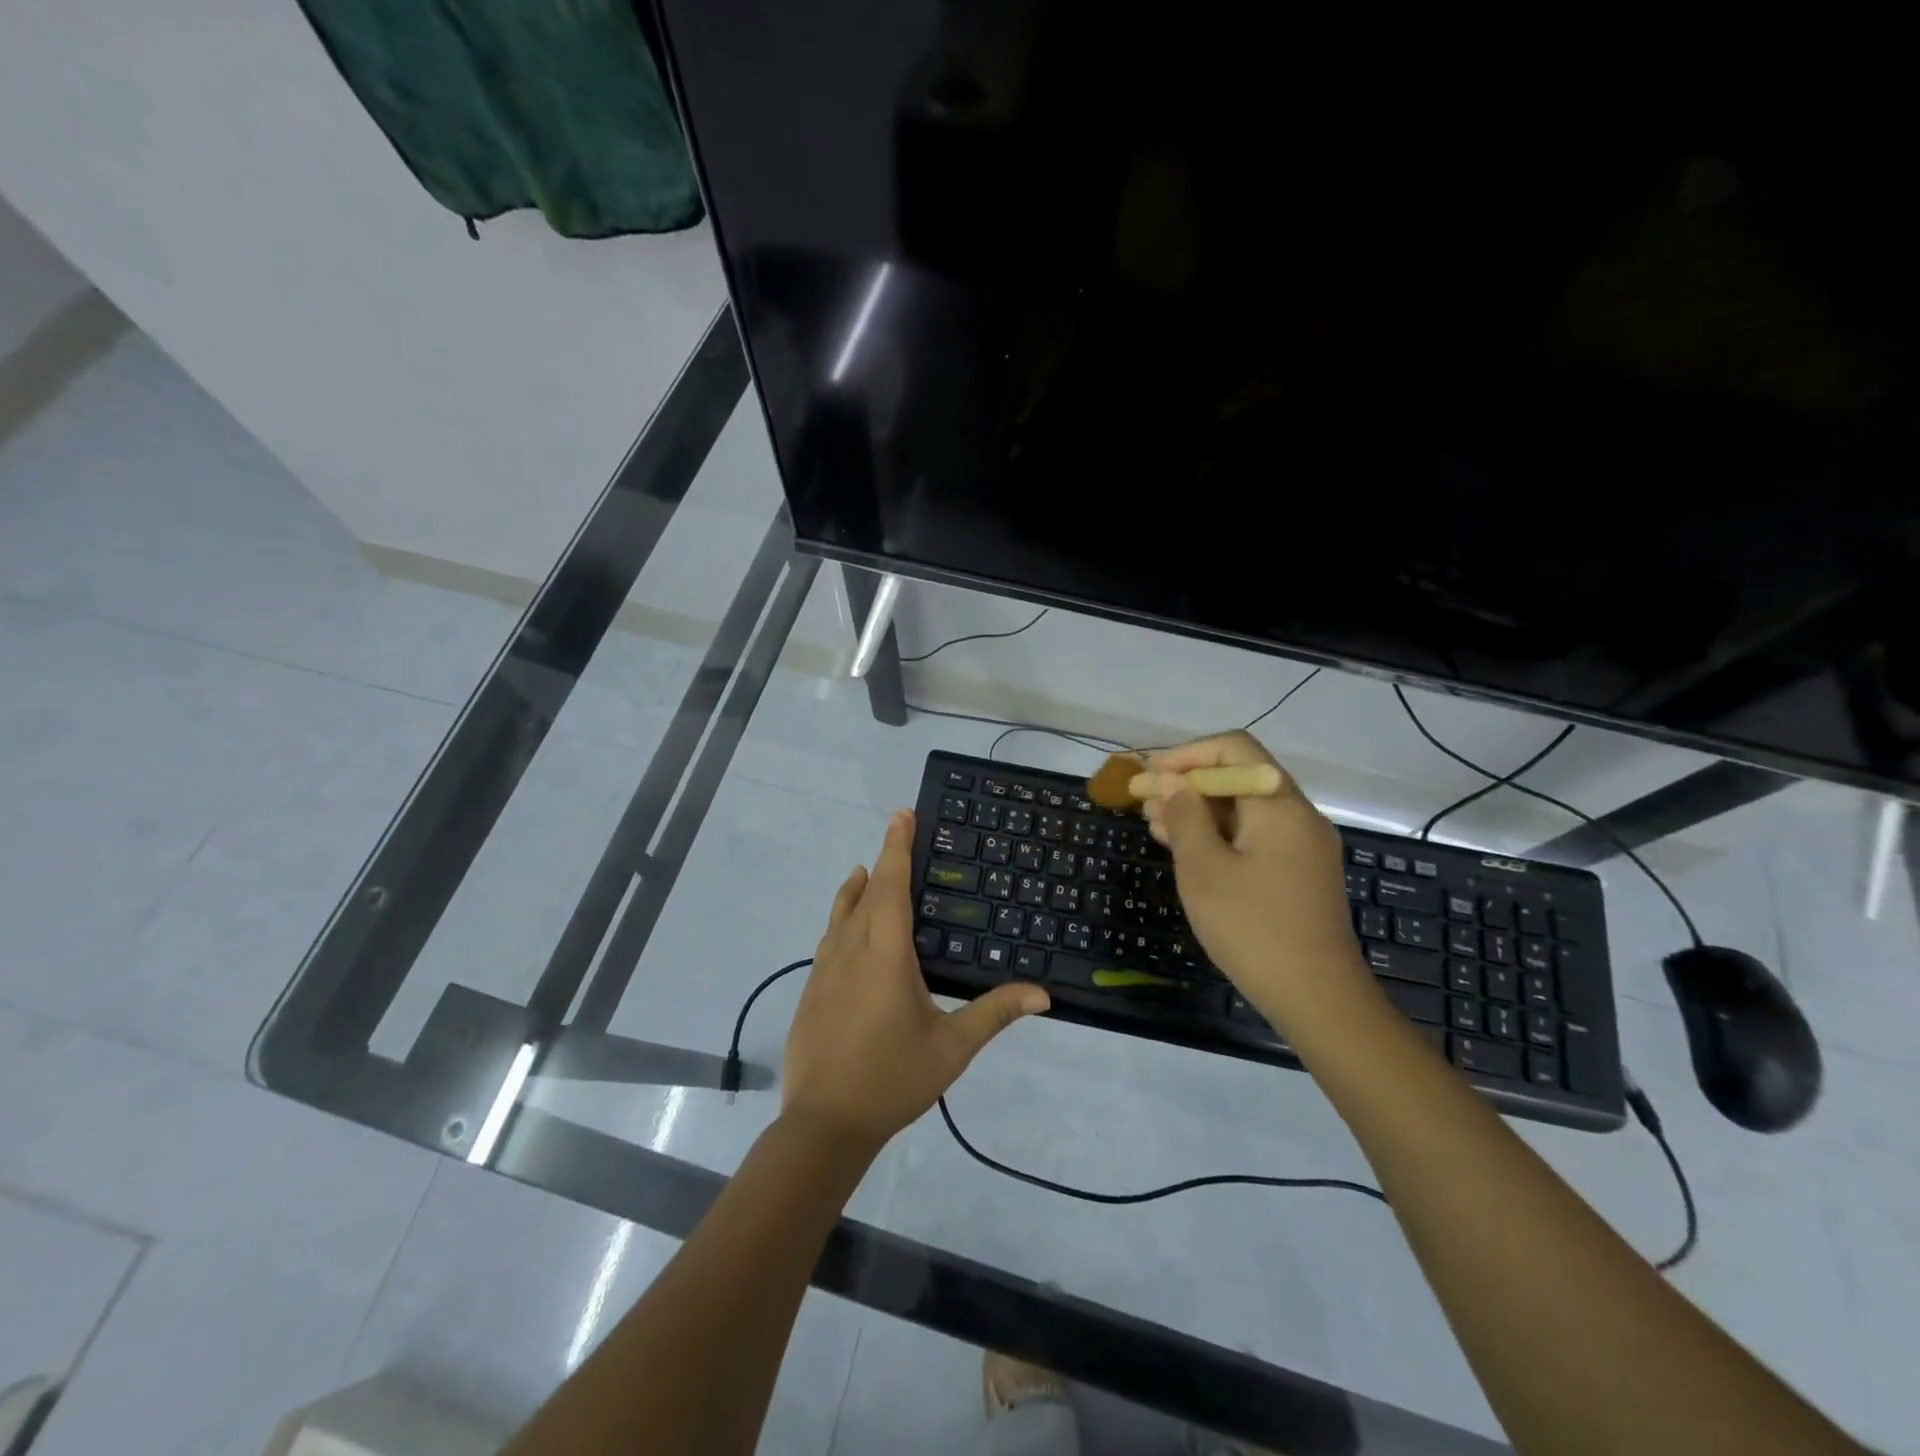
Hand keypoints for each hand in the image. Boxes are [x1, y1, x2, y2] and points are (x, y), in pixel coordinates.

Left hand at [783, 810, 1050, 1151]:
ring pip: (841, 913)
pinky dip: (844, 916)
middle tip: (900, 831)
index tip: (903, 814)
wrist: (823, 1123)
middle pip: (866, 891)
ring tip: (869, 870)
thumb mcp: (951, 1047)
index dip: (897, 847)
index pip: (891, 886)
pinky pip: (830, 937)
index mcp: (885, 955)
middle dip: (884, 858)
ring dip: (858, 887)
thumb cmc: (892, 1079)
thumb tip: (1043, 994)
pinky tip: (852, 928)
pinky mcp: (811, 988)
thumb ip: (995, 1013)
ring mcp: (824, 968)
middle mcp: (850, 950)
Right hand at [1141, 731, 1369, 1024]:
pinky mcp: (1299, 873)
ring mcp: (1302, 846)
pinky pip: (1254, 836)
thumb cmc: (1253, 928)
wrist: (1317, 998)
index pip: (1234, 749)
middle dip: (1188, 783)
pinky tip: (1186, 850)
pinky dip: (1219, 835)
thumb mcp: (1204, 869)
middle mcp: (1298, 816)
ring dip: (1200, 810)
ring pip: (1245, 809)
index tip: (1148, 776)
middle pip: (1240, 776)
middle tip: (1144, 802)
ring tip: (1155, 825)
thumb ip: (1185, 817)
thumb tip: (1171, 782)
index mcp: (1279, 805)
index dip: (1186, 755)